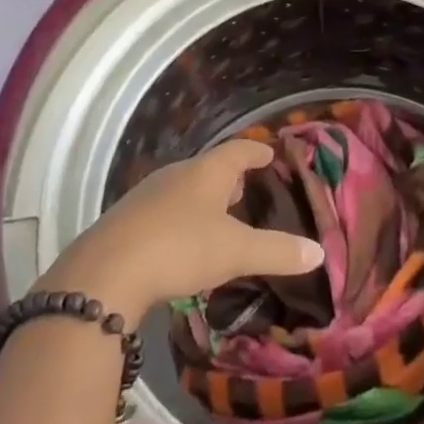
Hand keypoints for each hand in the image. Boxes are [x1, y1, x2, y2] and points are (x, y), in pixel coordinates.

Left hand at [37, 137, 323, 321]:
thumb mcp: (236, 252)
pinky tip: (182, 242)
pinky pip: (162, 210)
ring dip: (203, 199)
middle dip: (230, 177)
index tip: (270, 153)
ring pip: (184, 189)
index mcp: (207, 171)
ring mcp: (147, 195)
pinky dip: (180, 219)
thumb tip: (319, 252)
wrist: (104, 273)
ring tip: (219, 216)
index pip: (239, 150)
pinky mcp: (126, 221)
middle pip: (209, 168)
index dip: (256, 151)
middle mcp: (177, 174)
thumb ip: (277, 251)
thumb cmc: (180, 248)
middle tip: (248, 189)